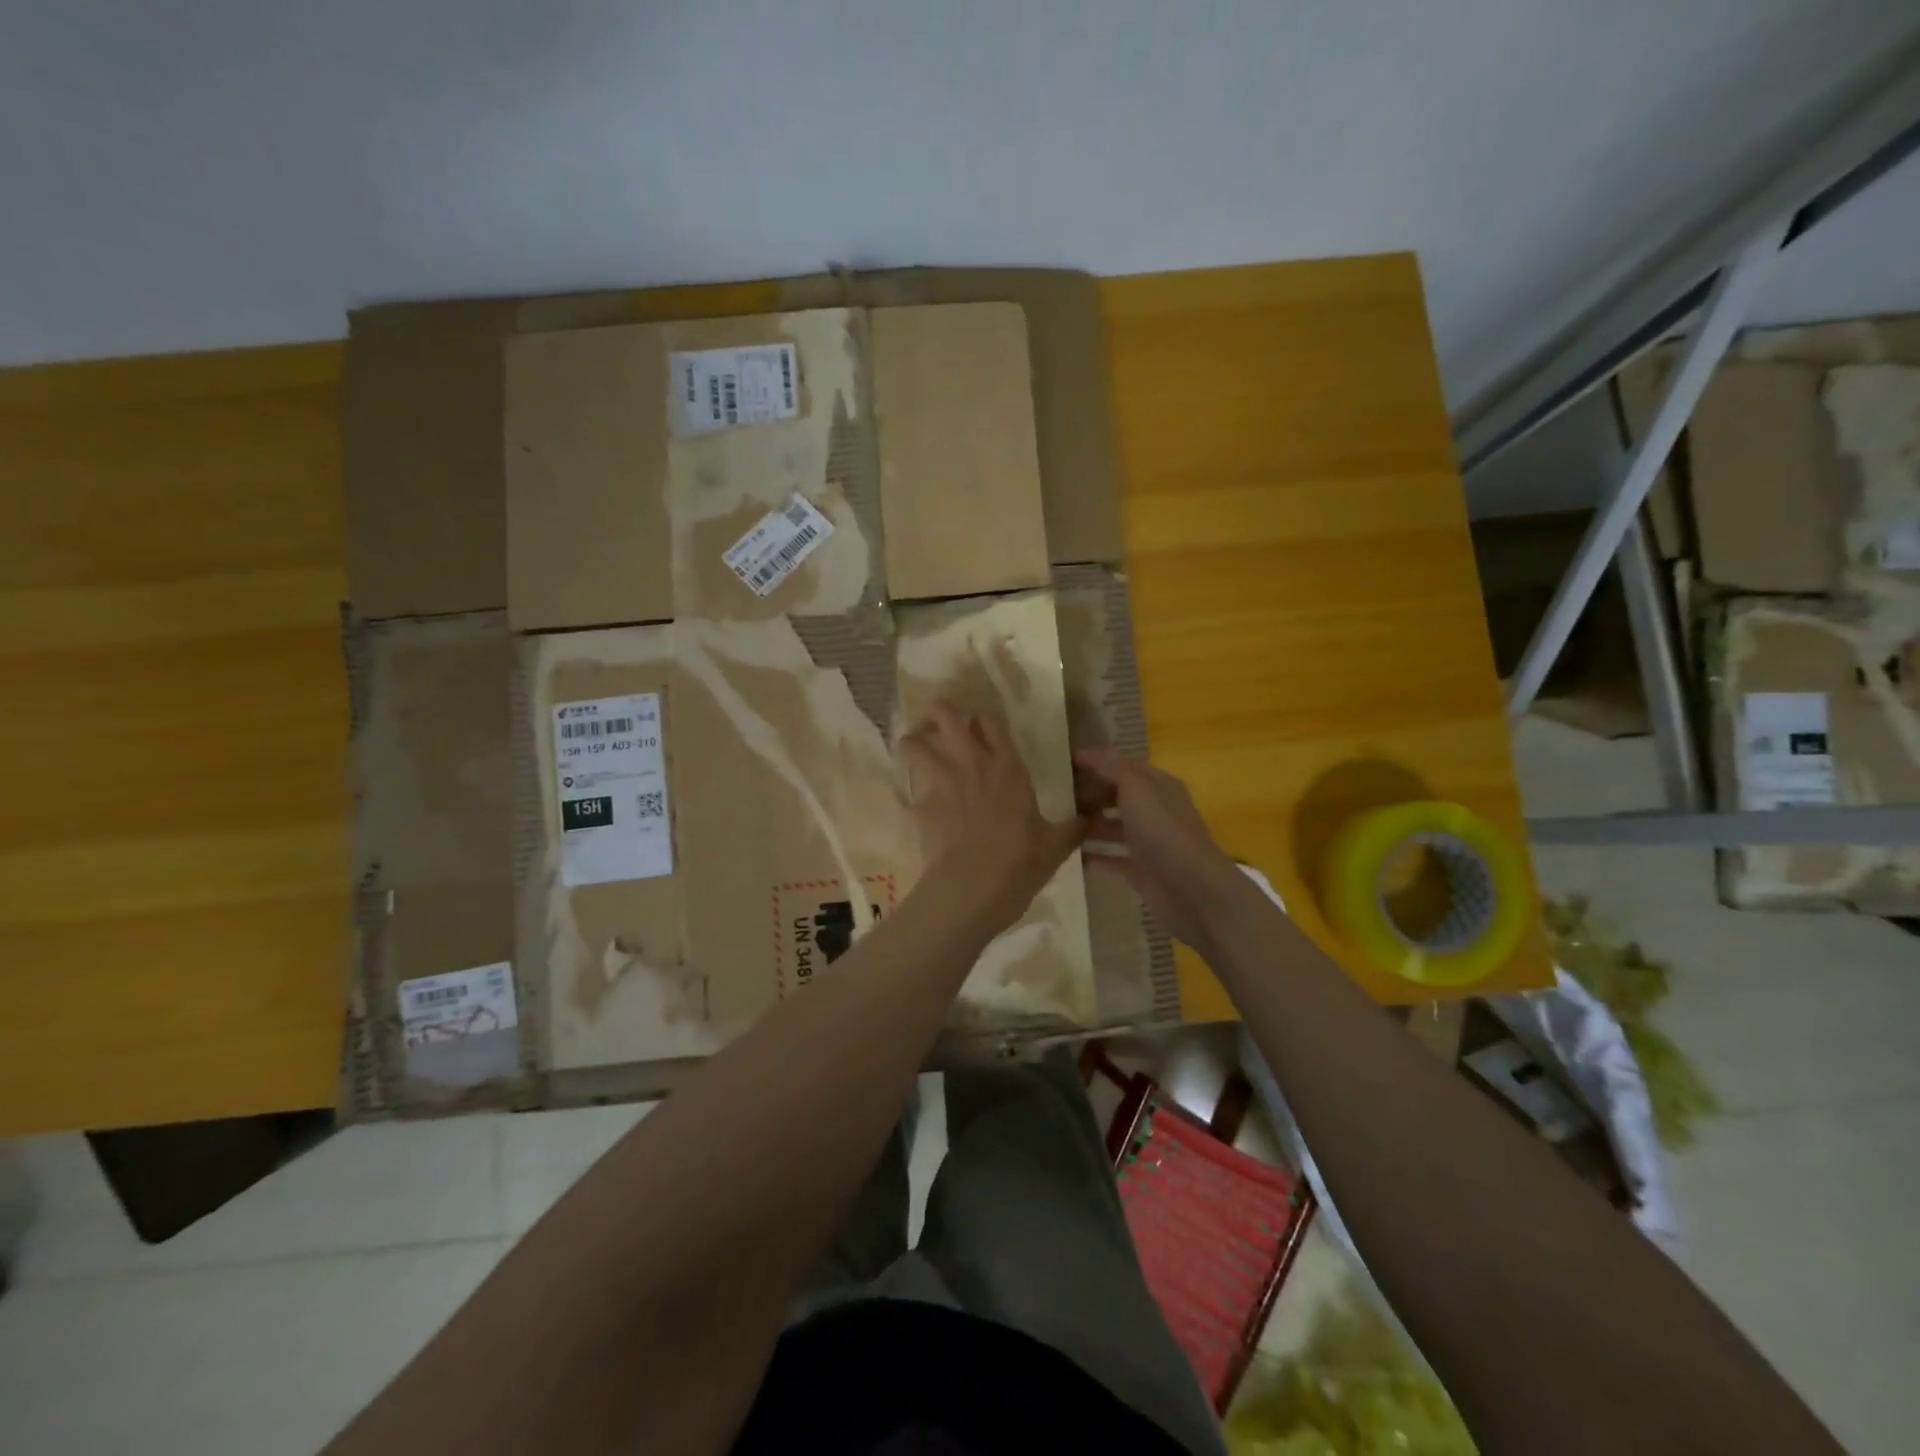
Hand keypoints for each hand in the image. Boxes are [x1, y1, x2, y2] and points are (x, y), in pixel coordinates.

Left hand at [897, 702, 1086, 926]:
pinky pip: (908, 788)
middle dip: (939, 712)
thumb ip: (1071, 828)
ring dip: (912, 743)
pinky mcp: (919, 804)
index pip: (991, 719)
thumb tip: (1089, 821)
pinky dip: (909, 791)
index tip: (980, 723)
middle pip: (946, 715)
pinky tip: (913, 802)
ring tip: (913, 751)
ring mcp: (940, 781)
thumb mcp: (1055, 846)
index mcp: (1008, 766)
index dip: (983, 717)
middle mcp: (971, 763)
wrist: (972, 888)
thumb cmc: (1020, 862)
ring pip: (914, 743)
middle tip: (940, 723)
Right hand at [1073, 748, 1244, 947]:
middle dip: (1088, 794)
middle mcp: (1153, 810)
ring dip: (1087, 825)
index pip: (1122, 765)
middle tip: (1053, 795)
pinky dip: (1091, 855)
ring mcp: (1147, 842)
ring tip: (1055, 823)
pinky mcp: (1139, 870)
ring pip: (1111, 827)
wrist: (1191, 890)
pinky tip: (1066, 854)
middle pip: (1115, 796)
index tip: (1062, 762)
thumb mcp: (1137, 789)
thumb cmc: (1163, 831)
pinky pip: (1110, 858)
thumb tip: (1088, 752)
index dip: (1095, 761)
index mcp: (1157, 786)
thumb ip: (1112, 768)